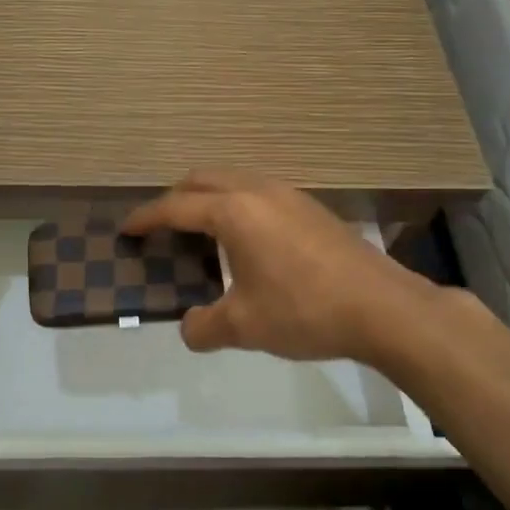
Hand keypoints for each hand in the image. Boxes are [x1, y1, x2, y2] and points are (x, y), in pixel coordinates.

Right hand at [121, 170, 443, 363]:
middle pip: (202, 180)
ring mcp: (288, 194)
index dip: (146, 218)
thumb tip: (189, 329)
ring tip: (202, 232)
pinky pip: (258, 192)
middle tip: (161, 228)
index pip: (175, 207)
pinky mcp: (310, 207)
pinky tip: (247, 240)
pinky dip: (237, 205)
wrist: (383, 307)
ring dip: (209, 198)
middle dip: (175, 199)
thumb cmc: (304, 311)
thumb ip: (204, 327)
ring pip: (233, 181)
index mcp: (233, 211)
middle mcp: (256, 191)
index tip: (127, 229)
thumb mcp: (244, 326)